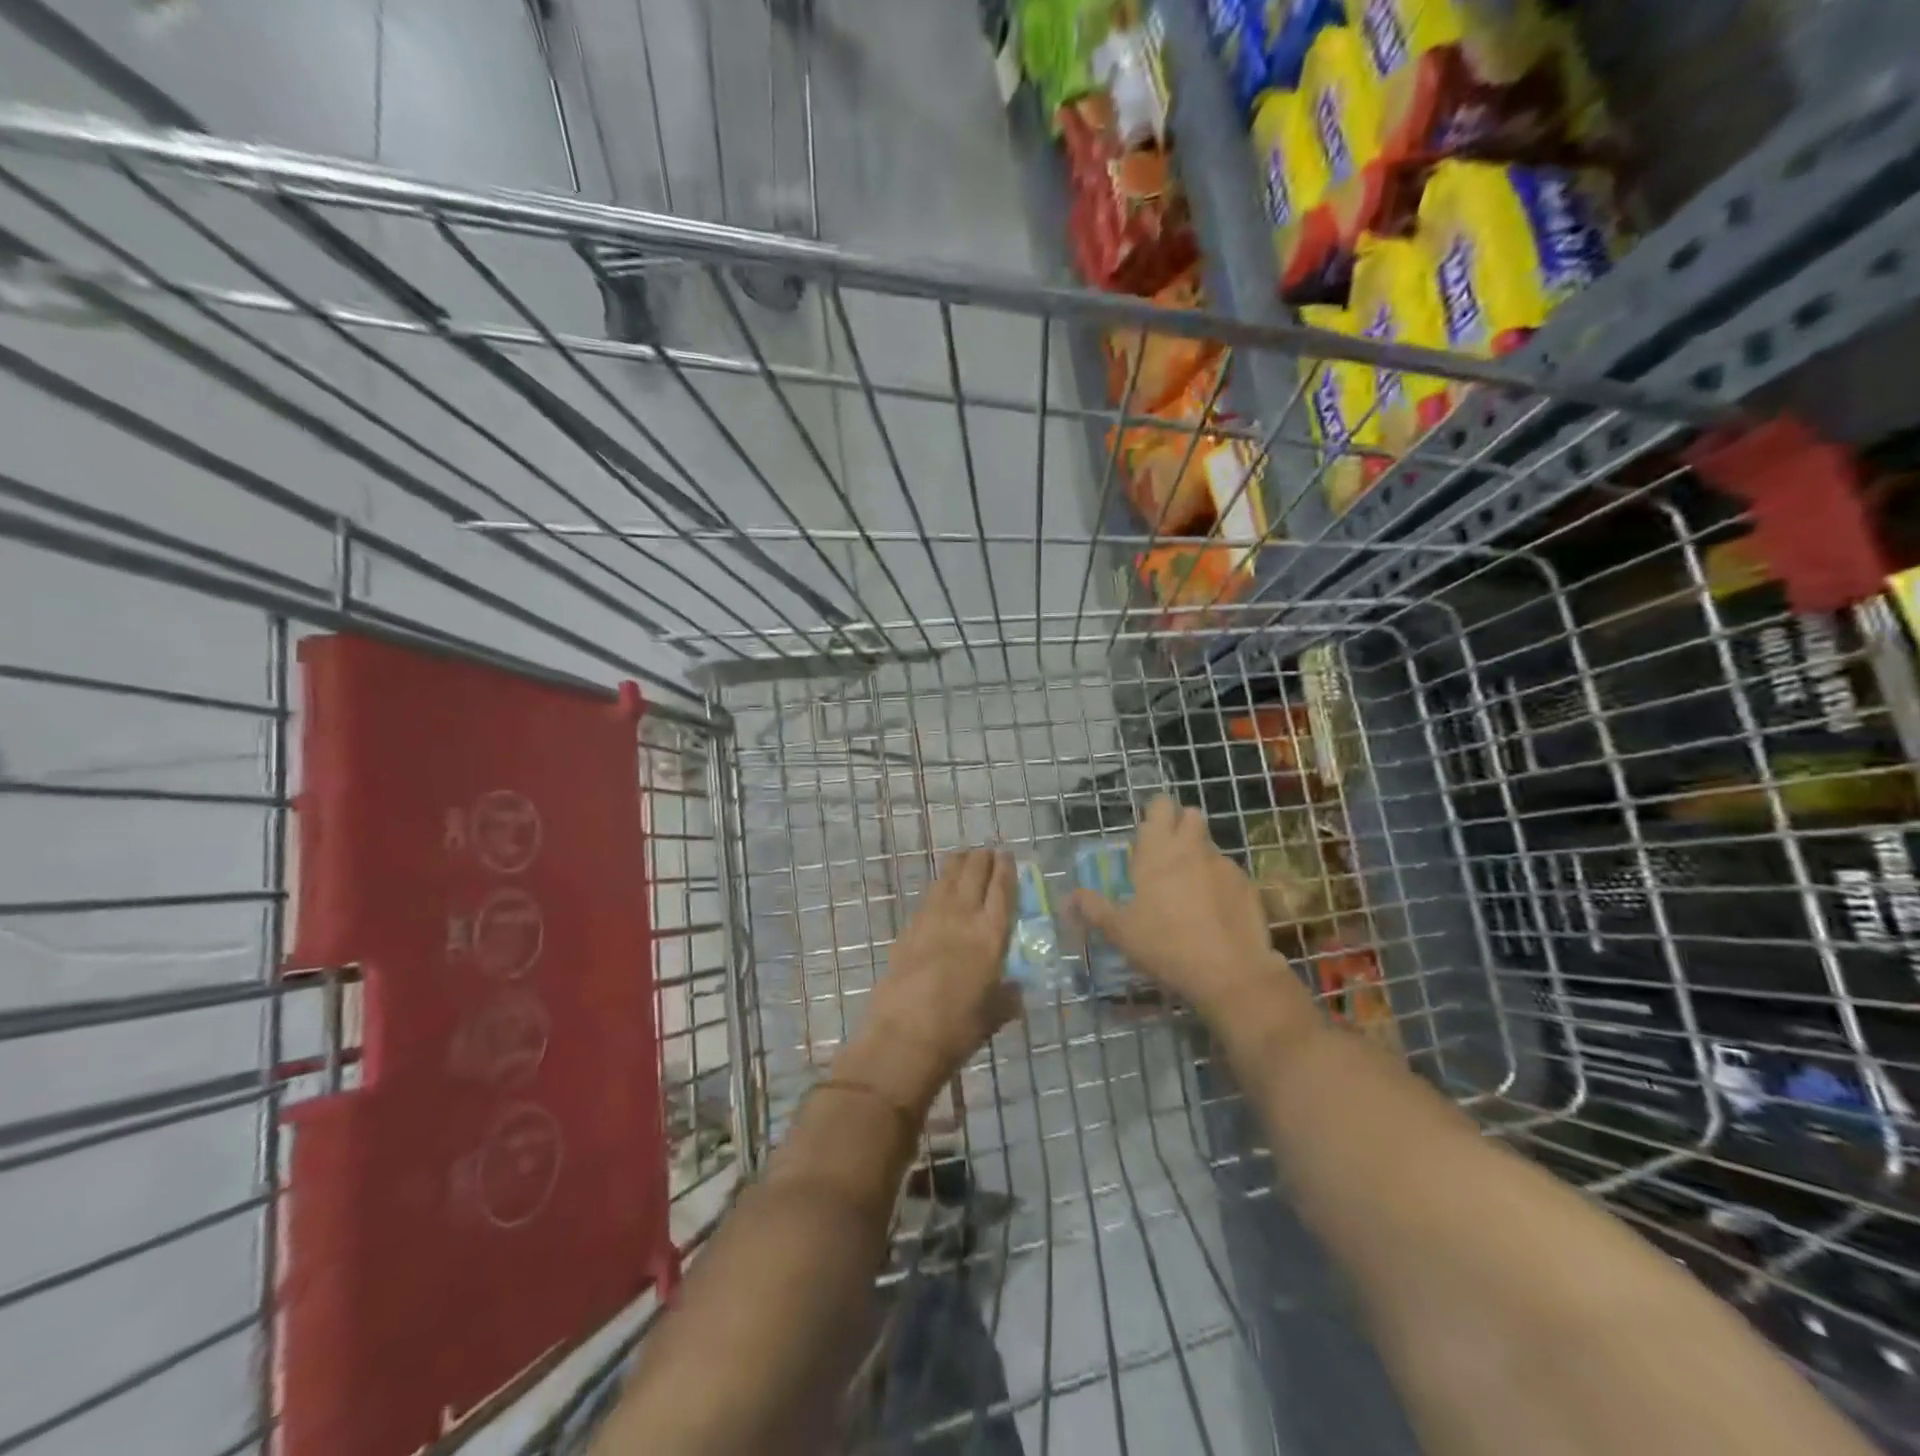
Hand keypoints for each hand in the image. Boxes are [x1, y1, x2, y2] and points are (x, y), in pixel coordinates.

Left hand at [849, 848, 1020, 1109]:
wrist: (904, 1033)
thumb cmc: (959, 1027)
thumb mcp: (995, 1014)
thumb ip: (1008, 997)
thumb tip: (1015, 990)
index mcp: (991, 934)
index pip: (1002, 889)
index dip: (1006, 869)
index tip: (1007, 856)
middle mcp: (963, 916)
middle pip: (974, 873)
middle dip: (982, 859)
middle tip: (987, 854)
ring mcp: (932, 918)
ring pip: (948, 877)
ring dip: (959, 864)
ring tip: (964, 857)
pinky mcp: (909, 927)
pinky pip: (929, 896)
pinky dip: (939, 885)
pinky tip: (941, 888)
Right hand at [1070, 796, 1311, 1030]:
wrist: (1230, 973)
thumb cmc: (1166, 946)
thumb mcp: (1121, 932)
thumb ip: (1094, 909)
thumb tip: (1071, 897)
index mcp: (1158, 852)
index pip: (1159, 806)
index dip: (1155, 812)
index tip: (1147, 831)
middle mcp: (1192, 848)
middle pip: (1191, 815)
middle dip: (1181, 825)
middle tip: (1167, 855)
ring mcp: (1224, 865)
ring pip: (1209, 845)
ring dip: (1199, 856)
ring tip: (1190, 889)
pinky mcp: (1248, 885)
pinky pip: (1229, 873)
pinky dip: (1220, 883)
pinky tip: (1216, 911)